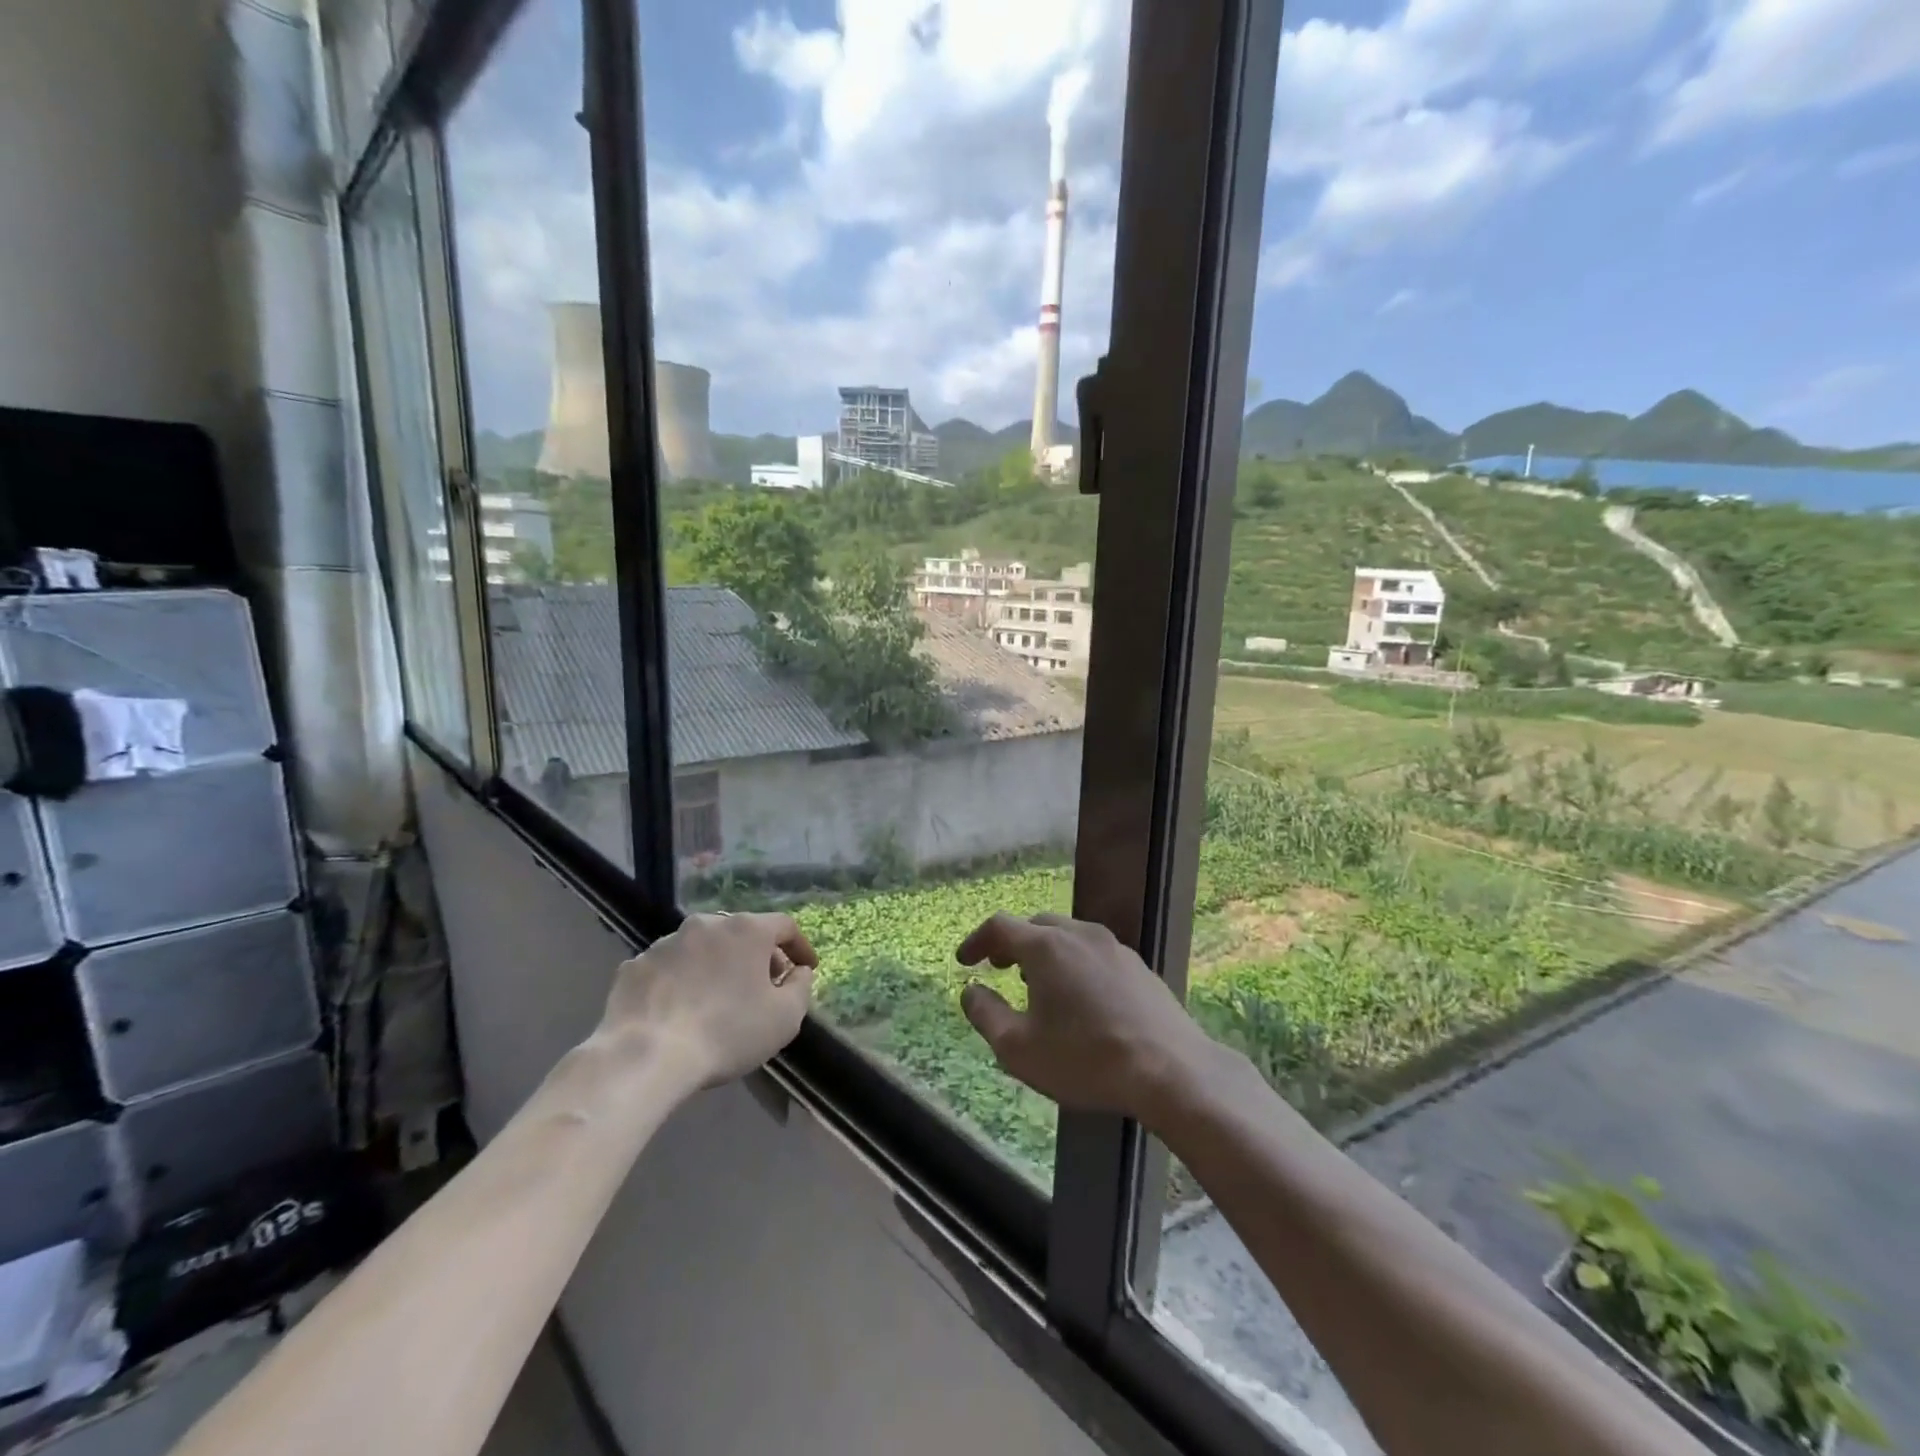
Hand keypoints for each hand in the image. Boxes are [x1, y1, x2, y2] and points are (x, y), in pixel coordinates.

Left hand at [597, 912, 816, 1088]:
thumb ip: (801, 988)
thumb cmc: (727, 1033)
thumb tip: (799, 972)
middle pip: (742, 933)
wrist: (645, 1056)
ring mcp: (666, 943)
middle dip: (757, 957)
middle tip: (764, 986)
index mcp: (746, 930)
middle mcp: (706, 924)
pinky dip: (681, 981)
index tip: (805, 968)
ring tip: (717, 999)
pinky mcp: (635, 966)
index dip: (800, 946)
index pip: (784, 926)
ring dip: (716, 966)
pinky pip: (669, 968)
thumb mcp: (785, 1018)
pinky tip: (679, 1010)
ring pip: (702, 948)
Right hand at [954, 913, 1218, 1128]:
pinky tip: (1080, 999)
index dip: (976, 941)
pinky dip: (1075, 964)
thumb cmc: (1085, 1059)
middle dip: (1013, 943)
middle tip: (1000, 967)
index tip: (964, 961)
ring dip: (1045, 953)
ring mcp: (1115, 948)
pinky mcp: (1139, 967)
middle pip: (1037, 926)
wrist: (1171, 1071)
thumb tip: (970, 990)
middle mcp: (1080, 935)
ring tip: (1038, 985)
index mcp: (1046, 947)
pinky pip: (1095, 954)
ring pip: (1069, 937)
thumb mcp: (1018, 1048)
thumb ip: (986, 1014)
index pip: (1000, 926)